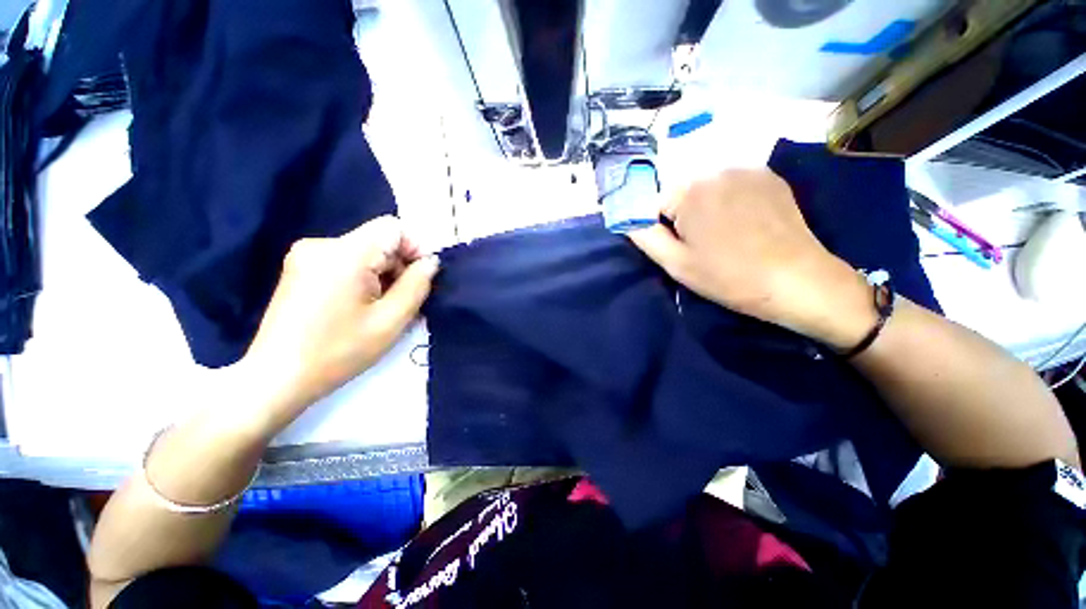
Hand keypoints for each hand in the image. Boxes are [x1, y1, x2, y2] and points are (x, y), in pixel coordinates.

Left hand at [242, 216, 438, 429]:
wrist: (276, 379)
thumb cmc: (339, 351)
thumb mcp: (391, 321)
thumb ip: (417, 285)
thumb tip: (431, 262)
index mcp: (344, 253)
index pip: (393, 228)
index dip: (415, 249)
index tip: (421, 279)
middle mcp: (322, 244)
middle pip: (378, 241)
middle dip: (399, 267)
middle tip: (405, 302)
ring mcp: (306, 255)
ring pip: (364, 252)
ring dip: (383, 275)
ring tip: (383, 309)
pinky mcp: (300, 269)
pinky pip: (346, 262)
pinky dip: (363, 279)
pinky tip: (361, 307)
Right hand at [629, 169, 875, 348]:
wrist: (796, 280)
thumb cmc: (729, 276)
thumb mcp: (676, 264)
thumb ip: (645, 237)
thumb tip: (627, 220)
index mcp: (689, 191)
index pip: (654, 203)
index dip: (662, 228)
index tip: (680, 247)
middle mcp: (715, 169)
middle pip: (681, 192)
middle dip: (683, 215)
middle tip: (702, 244)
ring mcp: (746, 169)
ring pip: (707, 187)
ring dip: (706, 206)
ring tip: (725, 234)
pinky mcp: (769, 175)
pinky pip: (733, 184)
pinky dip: (730, 199)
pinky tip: (745, 222)